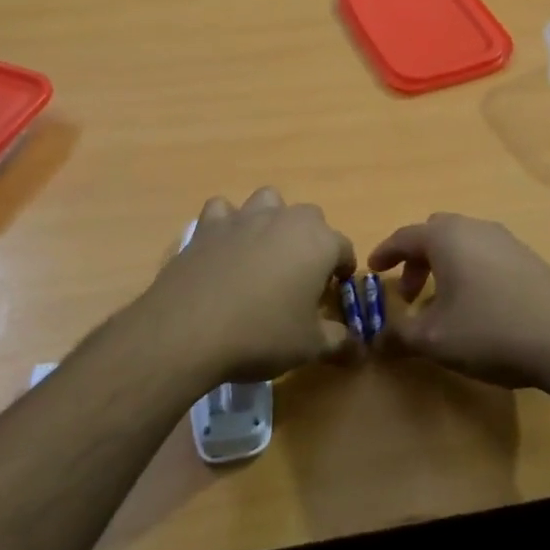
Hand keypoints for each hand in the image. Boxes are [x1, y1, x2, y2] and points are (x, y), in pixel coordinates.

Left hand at [145, 187, 356, 382]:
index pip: (344, 248)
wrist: (190, 330)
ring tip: (264, 254)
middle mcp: (286, 219)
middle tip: (300, 278)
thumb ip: (340, 341)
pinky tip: (224, 247)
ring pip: (268, 202)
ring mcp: (245, 217)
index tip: (332, 294)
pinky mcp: (209, 225)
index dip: (341, 271)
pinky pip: (223, 211)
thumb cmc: (262, 335)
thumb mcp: (310, 347)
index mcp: (319, 242)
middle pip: (310, 218)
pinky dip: (227, 223)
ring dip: (272, 220)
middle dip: (311, 241)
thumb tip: (359, 347)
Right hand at [368, 213, 549, 389]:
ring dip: (445, 267)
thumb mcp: (434, 340)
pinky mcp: (529, 257)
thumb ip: (398, 336)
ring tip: (443, 305)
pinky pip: (486, 254)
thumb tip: (375, 339)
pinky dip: (470, 271)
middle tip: (410, 294)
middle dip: (417, 260)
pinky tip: (478, 306)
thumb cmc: (490, 330)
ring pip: (463, 243)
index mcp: (446, 236)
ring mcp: (506, 240)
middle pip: (435, 233)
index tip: (372, 270)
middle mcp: (475, 227)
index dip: (385, 253)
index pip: (404, 236)